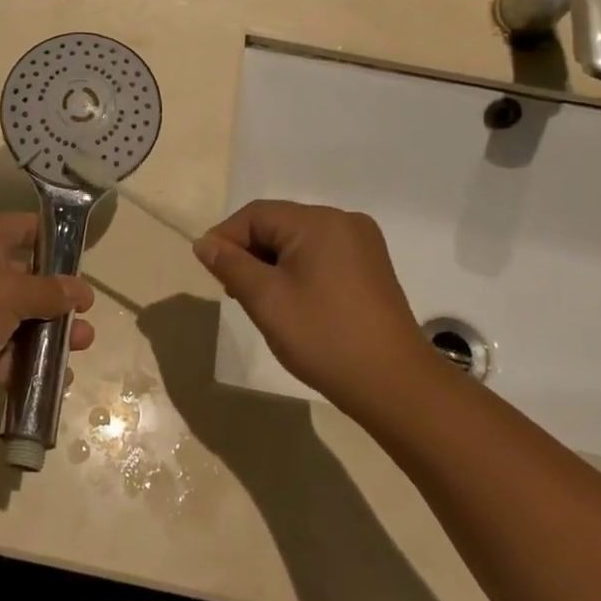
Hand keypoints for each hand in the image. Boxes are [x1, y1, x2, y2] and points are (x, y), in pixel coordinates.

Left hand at [0, 214, 94, 422]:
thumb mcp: (8, 291)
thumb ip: (49, 291)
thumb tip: (81, 289)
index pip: (26, 229)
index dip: (56, 238)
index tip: (85, 256)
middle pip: (29, 279)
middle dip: (60, 297)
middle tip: (87, 314)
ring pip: (24, 322)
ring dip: (52, 334)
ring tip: (83, 344)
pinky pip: (11, 358)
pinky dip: (32, 366)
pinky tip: (60, 376)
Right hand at [193, 200, 430, 412]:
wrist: (396, 386)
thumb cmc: (325, 337)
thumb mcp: (266, 300)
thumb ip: (231, 265)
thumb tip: (204, 243)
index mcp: (319, 222)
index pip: (256, 214)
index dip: (226, 238)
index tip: (211, 272)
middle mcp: (343, 221)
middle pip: (278, 224)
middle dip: (249, 253)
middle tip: (234, 293)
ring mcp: (362, 244)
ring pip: (298, 242)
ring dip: (272, 264)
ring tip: (260, 302)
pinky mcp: (371, 268)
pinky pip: (321, 255)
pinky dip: (298, 272)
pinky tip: (292, 303)